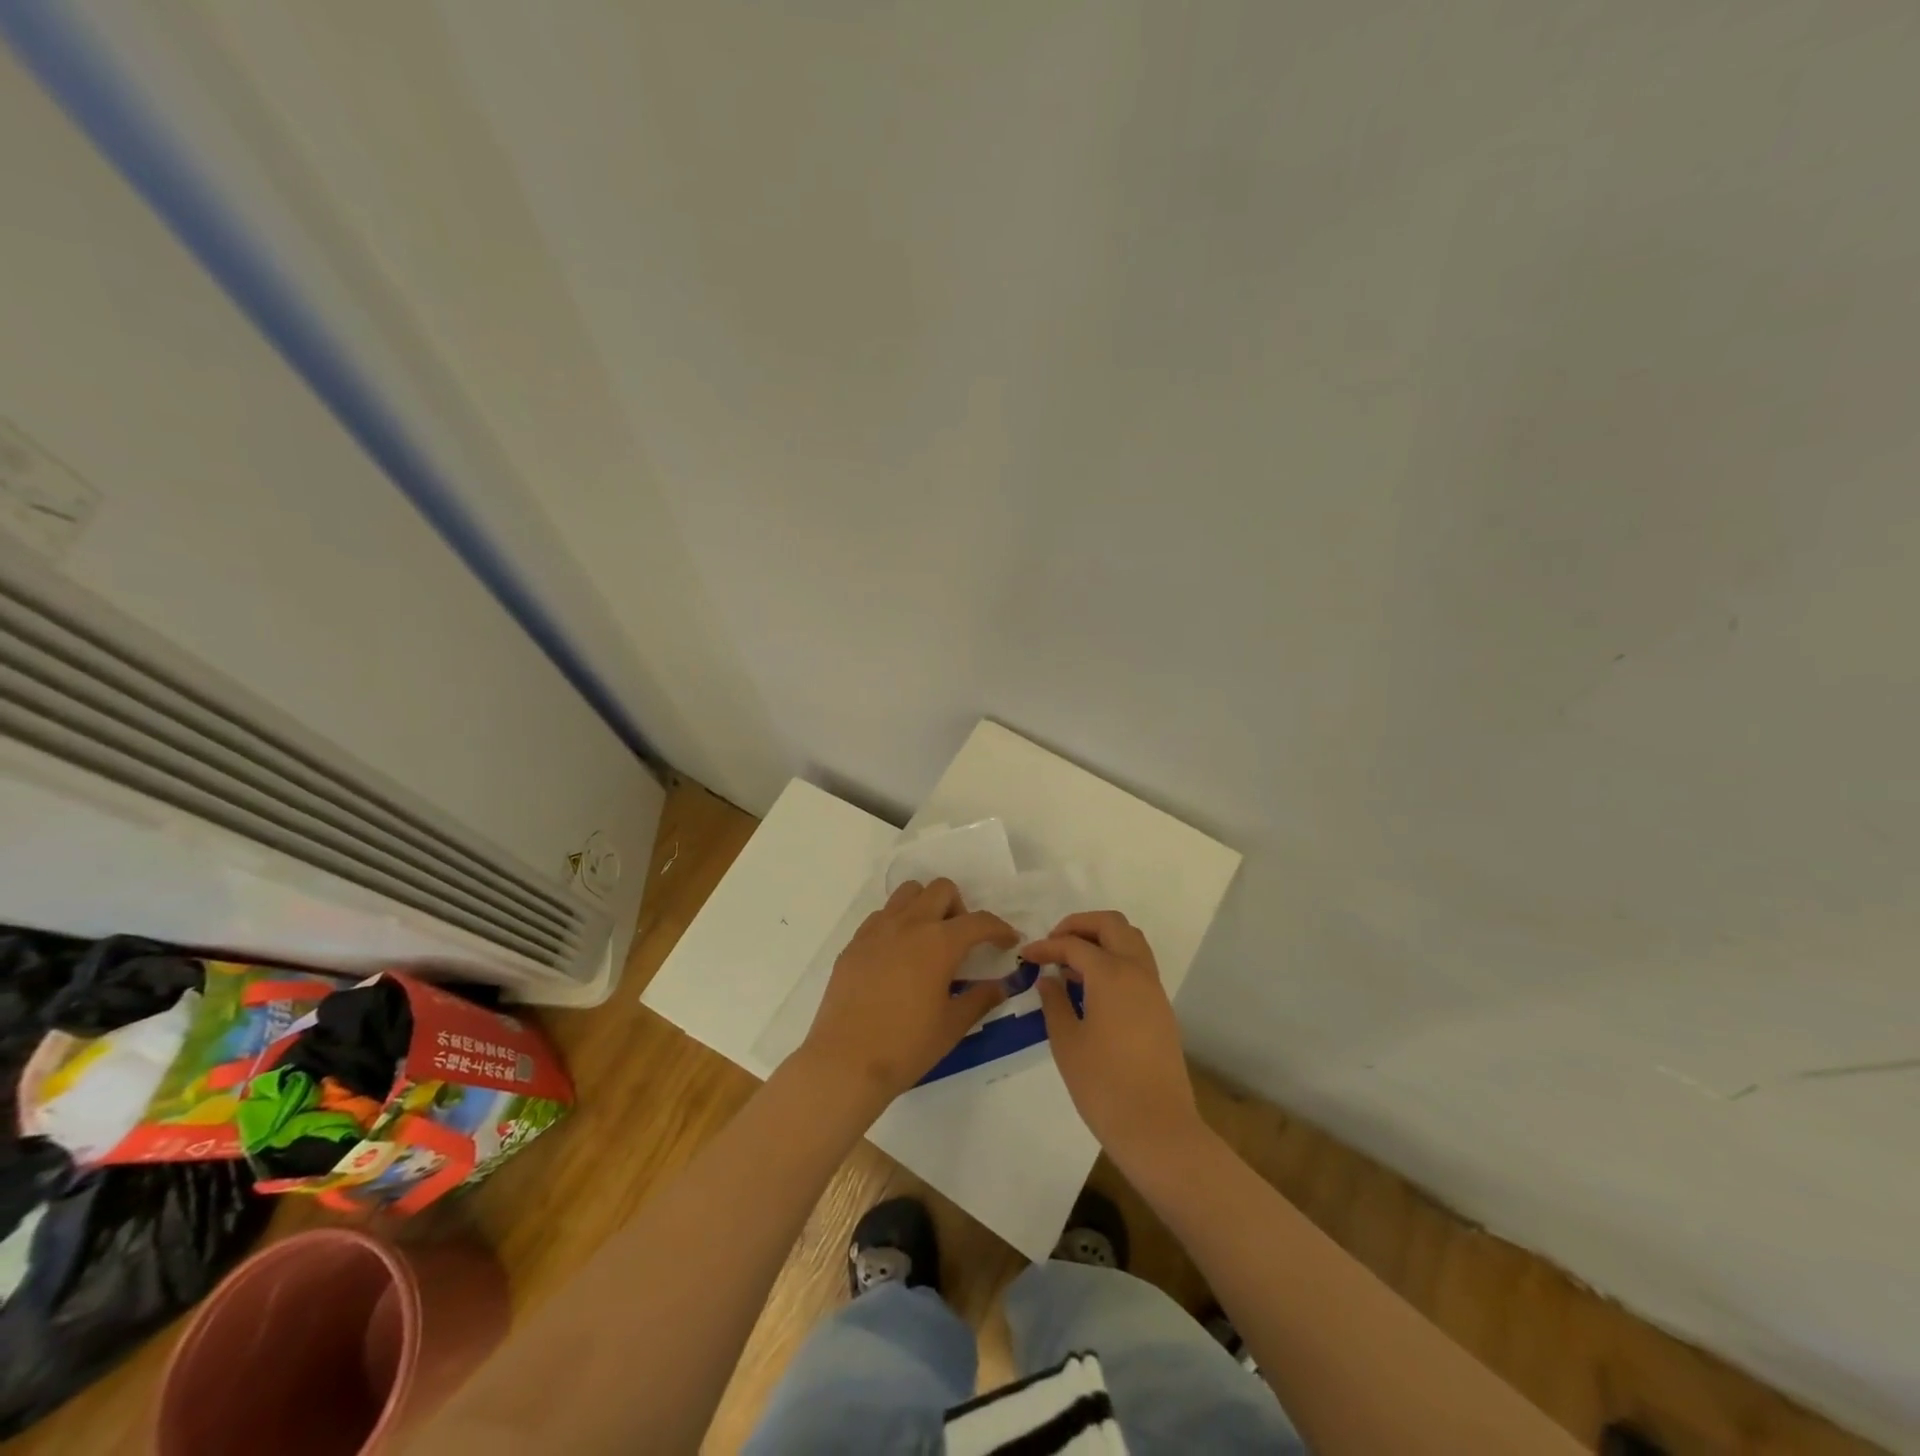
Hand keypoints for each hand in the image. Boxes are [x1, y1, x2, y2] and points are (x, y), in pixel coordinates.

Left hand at [797, 878, 1016, 1108]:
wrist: (845, 1062)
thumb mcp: (952, 1026)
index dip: (1000, 929)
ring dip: (926, 906)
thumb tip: (1000, 985)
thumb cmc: (906, 1046)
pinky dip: (898, 923)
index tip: (1008, 941)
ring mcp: (877, 930)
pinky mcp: (854, 943)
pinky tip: (898, 956)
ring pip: (908, 893)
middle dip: (960, 908)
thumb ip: (980, 999)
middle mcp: (909, 924)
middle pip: (942, 889)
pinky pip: (881, 916)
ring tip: (928, 941)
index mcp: (939, 942)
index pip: (979, 921)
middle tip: (962, 941)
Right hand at [1024, 911, 1202, 1166]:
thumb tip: (1048, 979)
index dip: (1046, 947)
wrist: (1157, 1128)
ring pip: (1130, 940)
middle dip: (1080, 925)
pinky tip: (1092, 986)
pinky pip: (1138, 964)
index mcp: (1111, 974)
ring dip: (1101, 939)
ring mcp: (1153, 988)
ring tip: (1072, 963)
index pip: (1073, 945)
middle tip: (1054, 943)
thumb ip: (1054, 1003)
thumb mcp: (1067, 1042)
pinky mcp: (1160, 1008)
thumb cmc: (1104, 1085)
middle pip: (1112, 925)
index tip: (1025, 956)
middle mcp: (1136, 971)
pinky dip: (1115, 959)